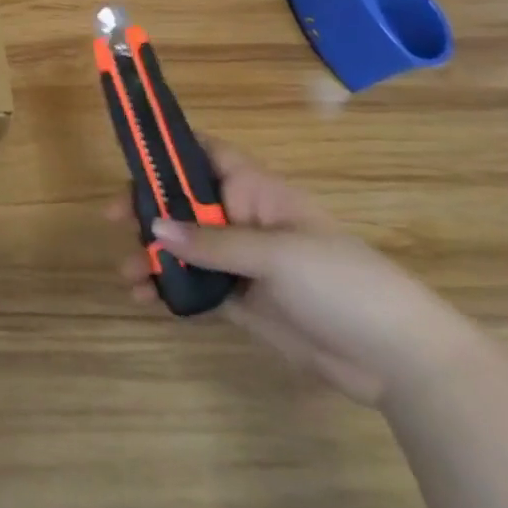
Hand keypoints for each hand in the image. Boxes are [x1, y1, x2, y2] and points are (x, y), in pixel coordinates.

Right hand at [111, 141, 478, 405]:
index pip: (207, 155)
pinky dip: (168, 289)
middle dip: (146, 209)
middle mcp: (242, 220)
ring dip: (152, 255)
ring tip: (126, 275)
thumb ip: (213, 243)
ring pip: (183, 247)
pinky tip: (146, 298)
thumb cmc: (342, 282)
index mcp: (256, 192)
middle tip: (111, 219)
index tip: (132, 156)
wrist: (395, 358)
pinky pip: (194, 286)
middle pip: (183, 203)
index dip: (170, 149)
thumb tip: (154, 227)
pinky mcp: (241, 301)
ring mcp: (241, 262)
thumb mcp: (276, 255)